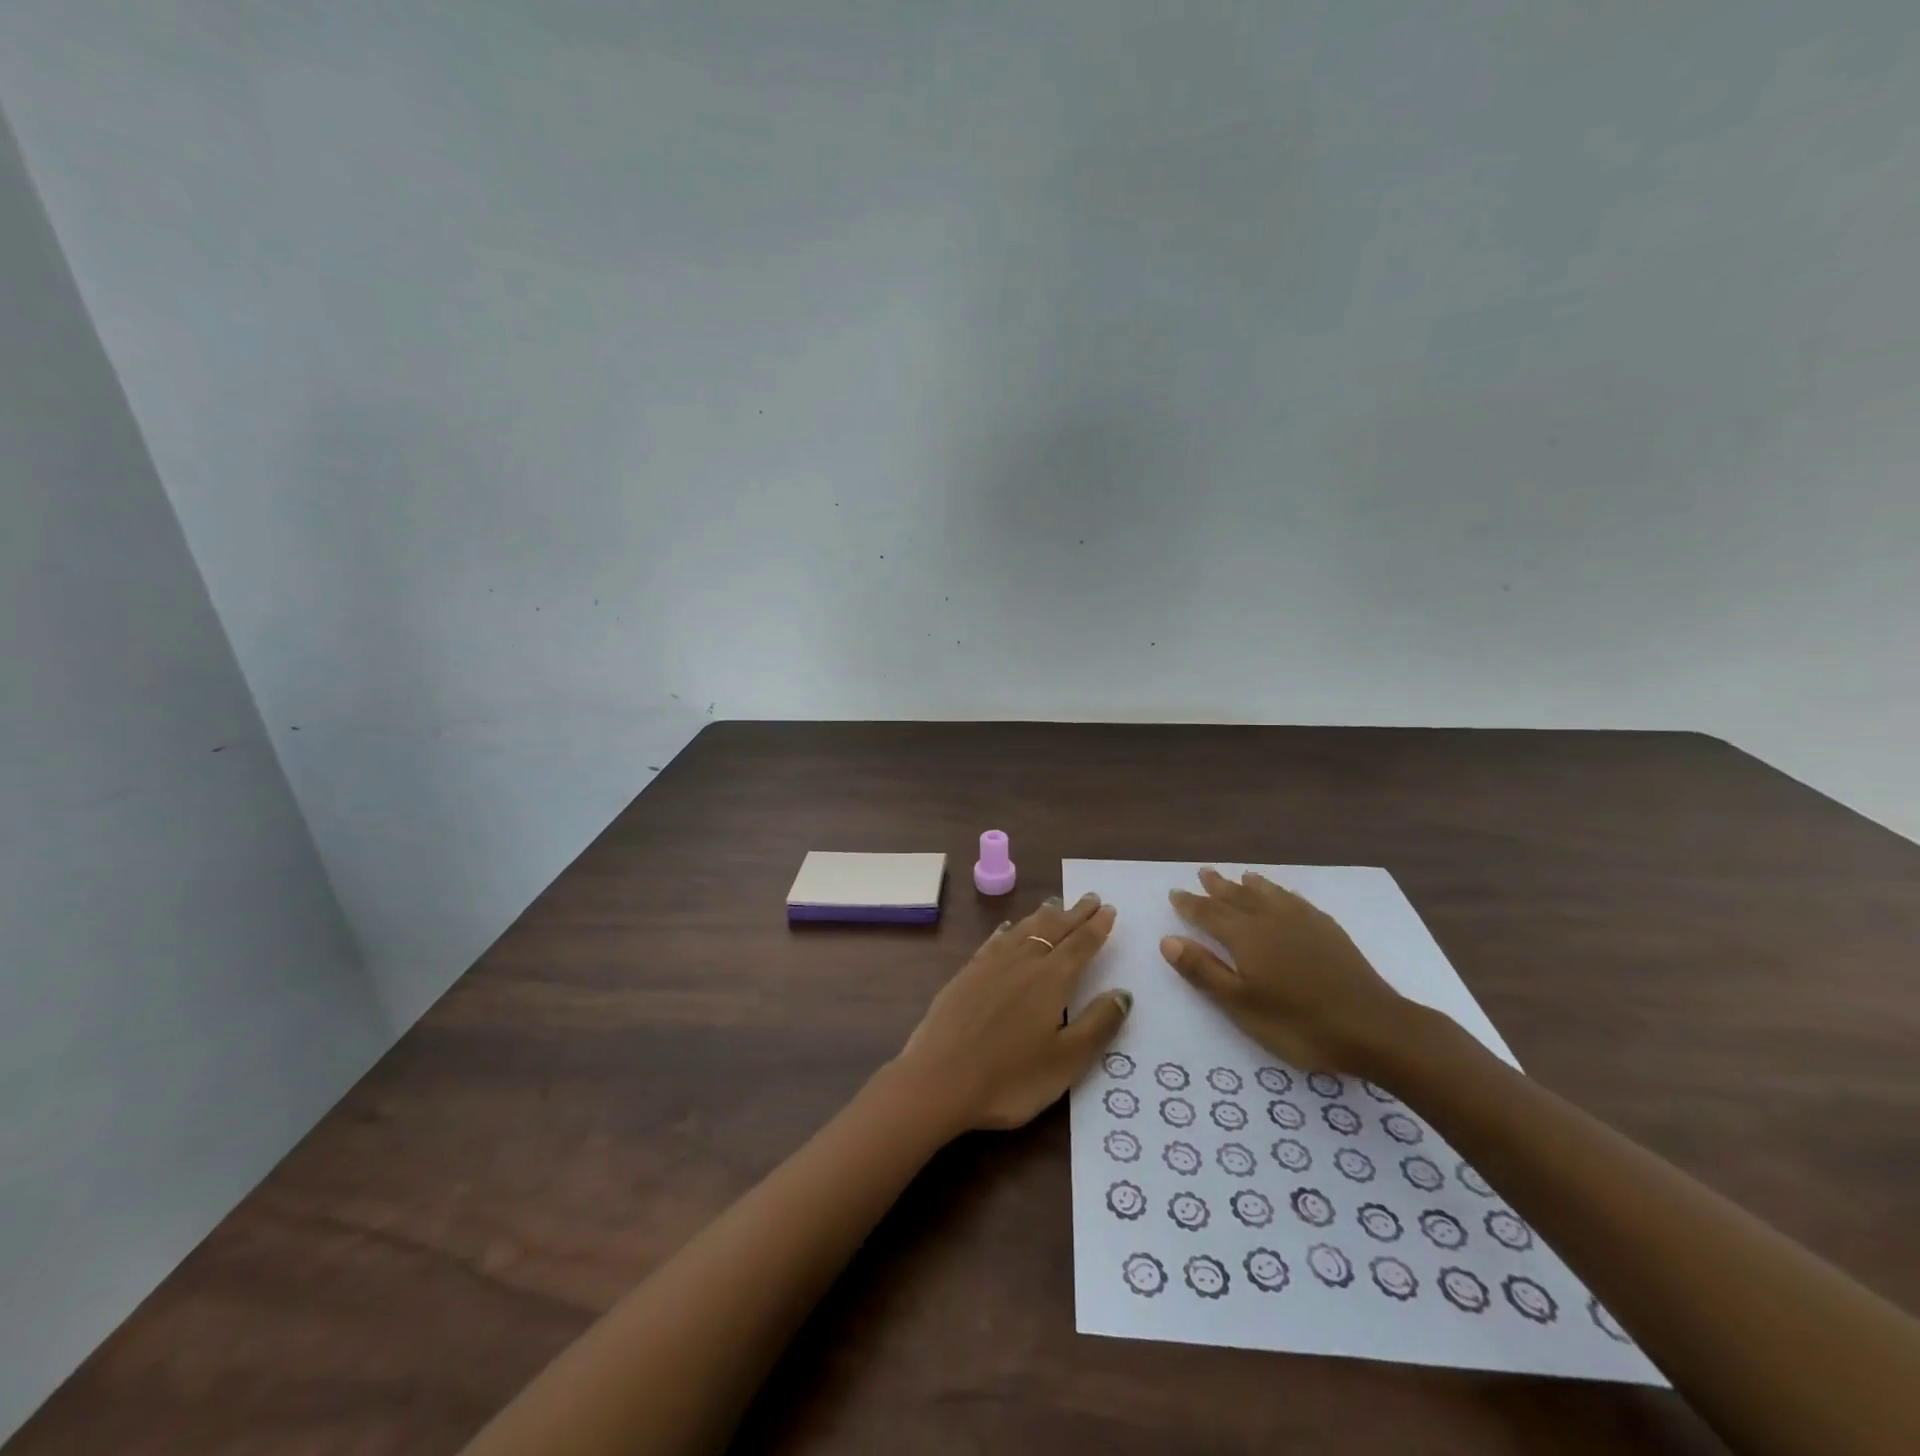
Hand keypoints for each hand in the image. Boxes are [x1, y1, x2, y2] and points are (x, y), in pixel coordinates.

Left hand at [896, 894, 1131, 1133]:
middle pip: (1053, 929)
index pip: (1081, 944)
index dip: (1097, 927)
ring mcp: (990, 965)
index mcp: (1052, 980)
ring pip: (1023, 929)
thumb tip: (1123, 993)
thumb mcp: (1066, 1061)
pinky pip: (994, 941)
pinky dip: (1008, 930)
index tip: (1108, 908)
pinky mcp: (966, 974)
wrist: (938, 1080)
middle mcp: (1023, 962)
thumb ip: (1097, 1025)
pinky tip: (1008, 928)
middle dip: (1074, 913)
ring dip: (1042, 916)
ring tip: (1055, 904)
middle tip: (1089, 897)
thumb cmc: (1010, 1078)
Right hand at [1161, 867, 1411, 1075]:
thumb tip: (1168, 940)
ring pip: (1269, 894)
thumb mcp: (1241, 1005)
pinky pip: (1296, 901)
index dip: (1190, 904)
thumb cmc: (1299, 1023)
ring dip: (1250, 885)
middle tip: (1203, 872)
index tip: (1175, 893)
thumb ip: (1203, 971)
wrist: (1374, 1027)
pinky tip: (1284, 897)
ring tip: (1241, 876)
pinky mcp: (1329, 931)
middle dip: (1217, 887)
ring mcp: (1303, 922)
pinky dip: (1281, 893)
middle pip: (1238, 897)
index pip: (1209, 913)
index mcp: (1245, 936)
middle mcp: (1270, 919)